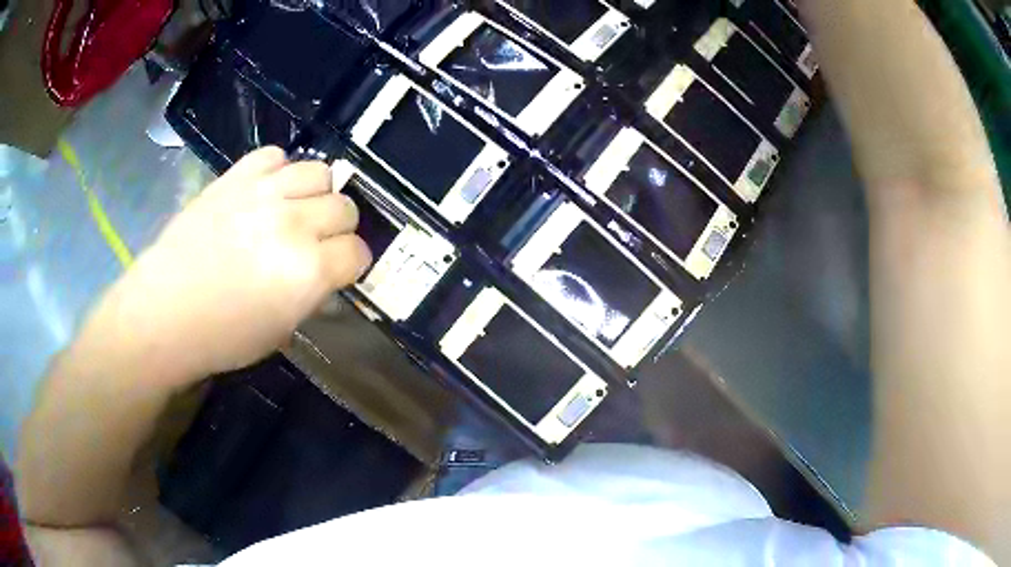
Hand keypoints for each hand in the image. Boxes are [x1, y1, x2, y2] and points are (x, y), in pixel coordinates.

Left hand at [86, 147, 370, 383]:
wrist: (163, 312)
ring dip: (316, 194)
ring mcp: (262, 194)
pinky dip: (279, 172)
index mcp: (308, 271)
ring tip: (296, 211)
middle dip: (338, 229)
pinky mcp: (235, 177)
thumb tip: (326, 274)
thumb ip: (311, 295)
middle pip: (344, 207)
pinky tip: (267, 193)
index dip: (352, 264)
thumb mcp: (280, 331)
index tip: (340, 272)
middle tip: (317, 243)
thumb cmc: (221, 337)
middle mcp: (293, 223)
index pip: (358, 252)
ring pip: (319, 172)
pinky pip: (275, 156)